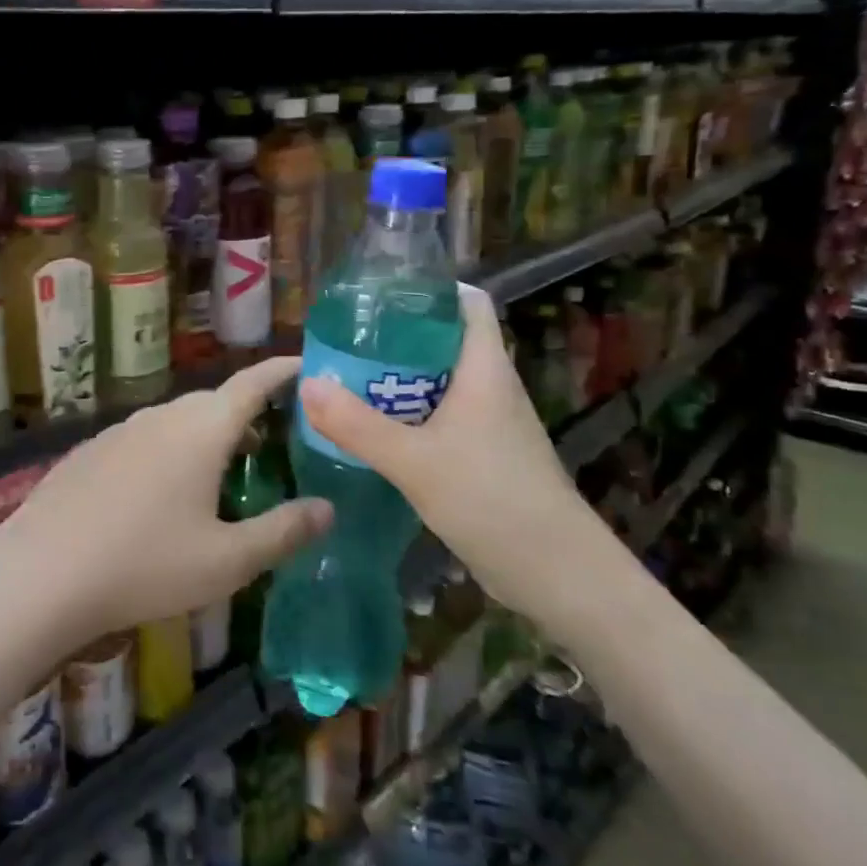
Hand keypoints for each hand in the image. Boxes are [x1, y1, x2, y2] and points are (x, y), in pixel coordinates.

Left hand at [0, 358, 332, 646]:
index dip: (283, 371)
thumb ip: (283, 532)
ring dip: (206, 436)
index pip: (252, 383)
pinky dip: (170, 452)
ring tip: (224, 472)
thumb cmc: (145, 564)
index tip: (308, 364)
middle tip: (275, 440)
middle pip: (214, 402)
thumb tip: (327, 508)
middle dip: (248, 413)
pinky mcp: (91, 451)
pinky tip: (162, 495)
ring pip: (177, 422)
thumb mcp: (227, 561)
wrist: (41, 572)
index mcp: (201, 429)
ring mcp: (120, 431)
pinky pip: (145, 440)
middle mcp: (161, 417)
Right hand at [298, 288, 634, 646]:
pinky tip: (375, 428)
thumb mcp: (415, 462)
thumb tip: (307, 384)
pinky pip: (441, 416)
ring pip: (440, 381)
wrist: (559, 576)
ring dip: (398, 378)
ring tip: (348, 377)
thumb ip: (358, 425)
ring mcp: (490, 422)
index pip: (468, 303)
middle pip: (444, 340)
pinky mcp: (485, 454)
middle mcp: (490, 386)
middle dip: (397, 336)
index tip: (379, 292)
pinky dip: (408, 414)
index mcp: (485, 368)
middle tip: (346, 338)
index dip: (429, 289)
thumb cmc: (493, 501)